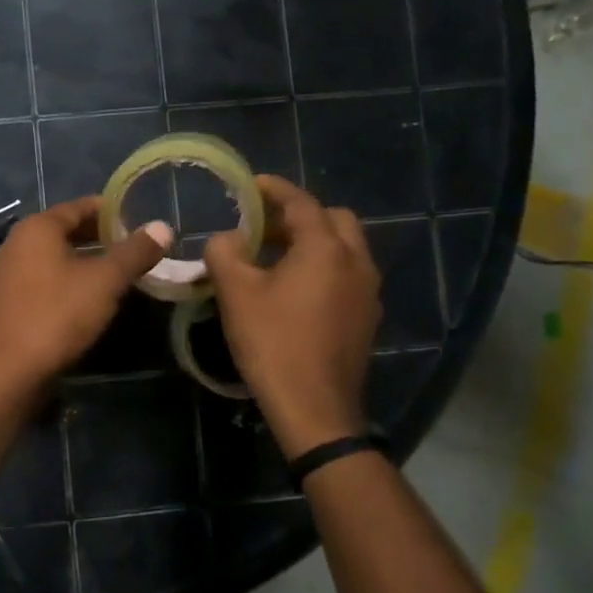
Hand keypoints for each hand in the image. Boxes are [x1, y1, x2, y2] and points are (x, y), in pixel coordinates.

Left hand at [0, 198, 171, 398]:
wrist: (6, 373)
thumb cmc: (57, 316)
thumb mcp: (105, 282)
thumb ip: (135, 252)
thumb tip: (163, 227)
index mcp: (36, 228)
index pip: (79, 207)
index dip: (110, 212)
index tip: (138, 220)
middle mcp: (15, 244)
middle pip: (64, 232)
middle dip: (98, 238)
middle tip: (132, 249)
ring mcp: (4, 275)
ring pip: (52, 259)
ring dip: (83, 263)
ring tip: (115, 275)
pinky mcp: (3, 304)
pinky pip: (40, 281)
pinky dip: (65, 282)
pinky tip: (85, 301)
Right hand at [204, 176, 381, 457]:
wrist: (315, 407)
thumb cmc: (273, 342)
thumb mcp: (236, 293)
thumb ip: (225, 252)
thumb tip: (228, 238)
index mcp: (326, 248)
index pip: (301, 202)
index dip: (274, 189)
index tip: (250, 184)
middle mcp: (356, 260)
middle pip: (333, 219)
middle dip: (299, 214)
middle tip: (264, 226)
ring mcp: (367, 290)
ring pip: (345, 247)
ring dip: (314, 241)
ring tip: (275, 257)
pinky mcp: (367, 316)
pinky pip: (348, 274)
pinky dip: (324, 266)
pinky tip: (296, 289)